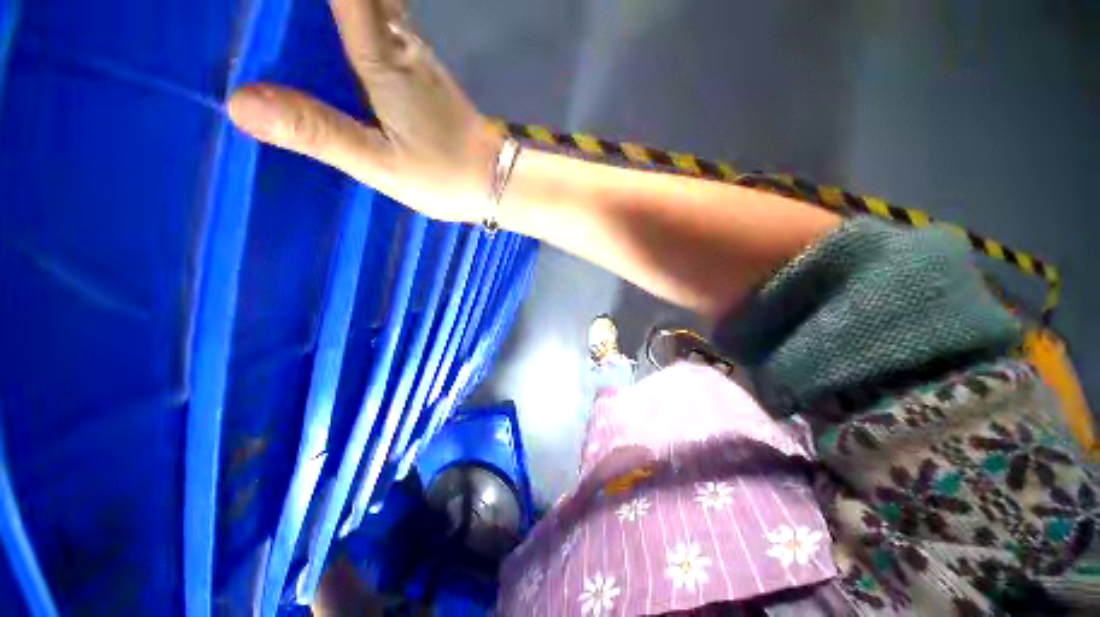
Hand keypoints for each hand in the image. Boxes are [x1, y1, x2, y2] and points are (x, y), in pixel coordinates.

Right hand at [227, 0, 503, 222]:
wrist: (496, 183)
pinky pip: (384, 30)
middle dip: (318, 0)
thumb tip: (238, 102)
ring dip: (337, 1)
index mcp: (384, 59)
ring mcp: (417, 59)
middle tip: (273, 9)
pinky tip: (330, 29)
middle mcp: (402, 45)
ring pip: (372, 4)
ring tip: (292, 17)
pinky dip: (355, 16)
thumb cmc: (446, 177)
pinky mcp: (424, 77)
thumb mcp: (381, 164)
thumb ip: (318, 131)